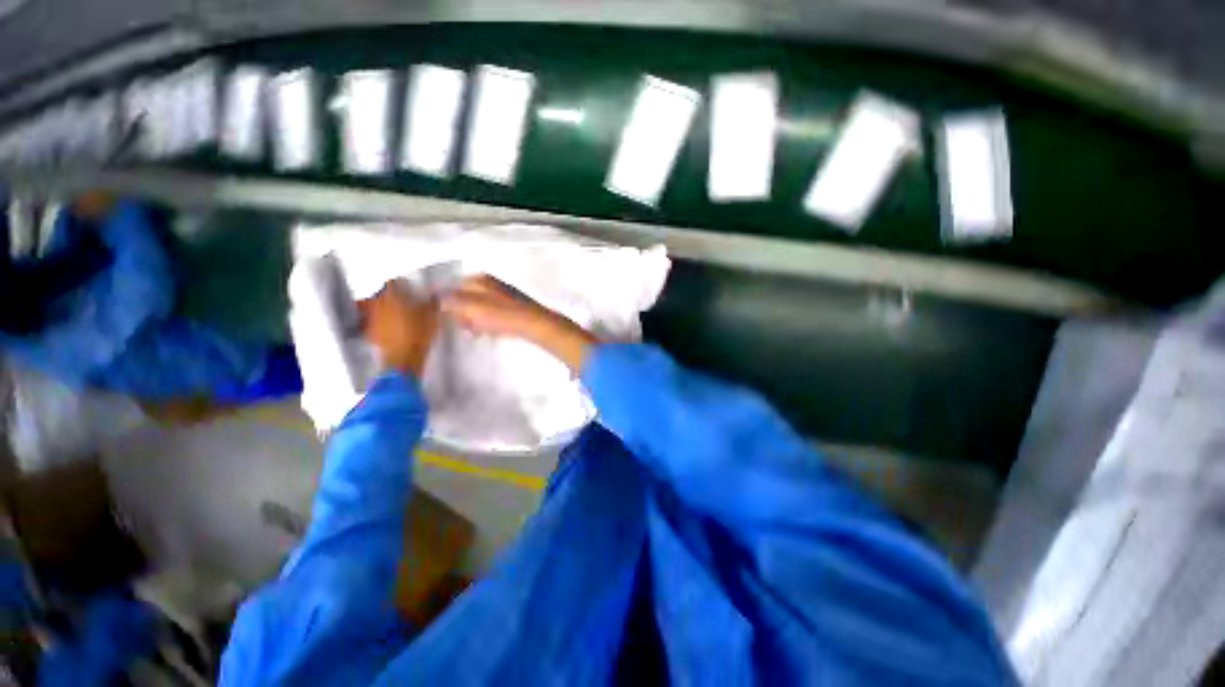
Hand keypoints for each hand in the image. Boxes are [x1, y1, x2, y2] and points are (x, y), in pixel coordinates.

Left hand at [358, 281, 438, 375]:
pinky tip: (389, 326)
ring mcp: (372, 319)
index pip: (392, 283)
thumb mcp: (432, 317)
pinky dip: (380, 321)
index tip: (408, 287)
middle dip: (389, 296)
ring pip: (374, 307)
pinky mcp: (370, 332)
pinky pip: (373, 322)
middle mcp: (378, 305)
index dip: (401, 284)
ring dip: (383, 308)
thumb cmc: (419, 334)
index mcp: (393, 298)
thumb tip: (434, 294)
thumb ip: (432, 303)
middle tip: (401, 300)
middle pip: (380, 294)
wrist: (404, 358)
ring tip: (395, 313)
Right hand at [441, 275, 597, 371]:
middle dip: (463, 314)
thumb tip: (438, 300)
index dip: (449, 305)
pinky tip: (490, 334)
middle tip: (466, 328)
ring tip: (478, 332)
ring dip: (476, 321)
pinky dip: (489, 325)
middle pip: (467, 299)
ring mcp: (504, 296)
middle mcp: (492, 284)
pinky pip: (493, 316)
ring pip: (480, 309)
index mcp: (481, 279)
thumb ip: (453, 302)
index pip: (455, 288)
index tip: (449, 319)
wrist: (537, 326)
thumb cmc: (504, 316)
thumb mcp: (473, 308)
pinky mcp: (513, 309)